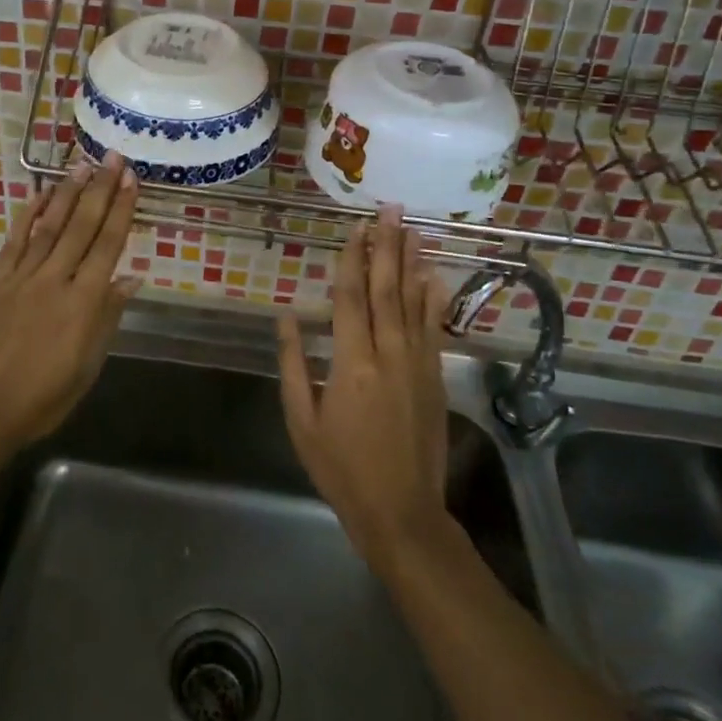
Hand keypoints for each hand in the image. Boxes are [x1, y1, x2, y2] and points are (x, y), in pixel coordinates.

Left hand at [0, 153, 140, 455]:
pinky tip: (40, 195)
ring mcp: (21, 277)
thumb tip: (130, 279)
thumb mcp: (87, 366)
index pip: (108, 245)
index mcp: (83, 303)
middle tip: (112, 157)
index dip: (121, 210)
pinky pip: (14, 241)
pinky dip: (28, 216)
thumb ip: (107, 318)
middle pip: (81, 226)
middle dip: (100, 189)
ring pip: (49, 226)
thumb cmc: (43, 398)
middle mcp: (54, 280)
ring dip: (68, 194)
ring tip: (82, 166)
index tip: (131, 180)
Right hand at [278, 206, 450, 572]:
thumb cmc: (340, 468)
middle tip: (391, 209)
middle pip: (385, 289)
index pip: (350, 298)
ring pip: (413, 302)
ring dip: (411, 262)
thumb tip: (286, 317)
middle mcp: (388, 354)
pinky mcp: (434, 377)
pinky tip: (433, 276)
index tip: (355, 228)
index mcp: (350, 363)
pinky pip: (434, 329)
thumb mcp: (302, 420)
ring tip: (413, 228)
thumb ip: (293, 364)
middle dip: (386, 246)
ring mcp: (417, 364)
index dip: (351, 259)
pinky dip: (433, 299)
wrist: (401, 511)